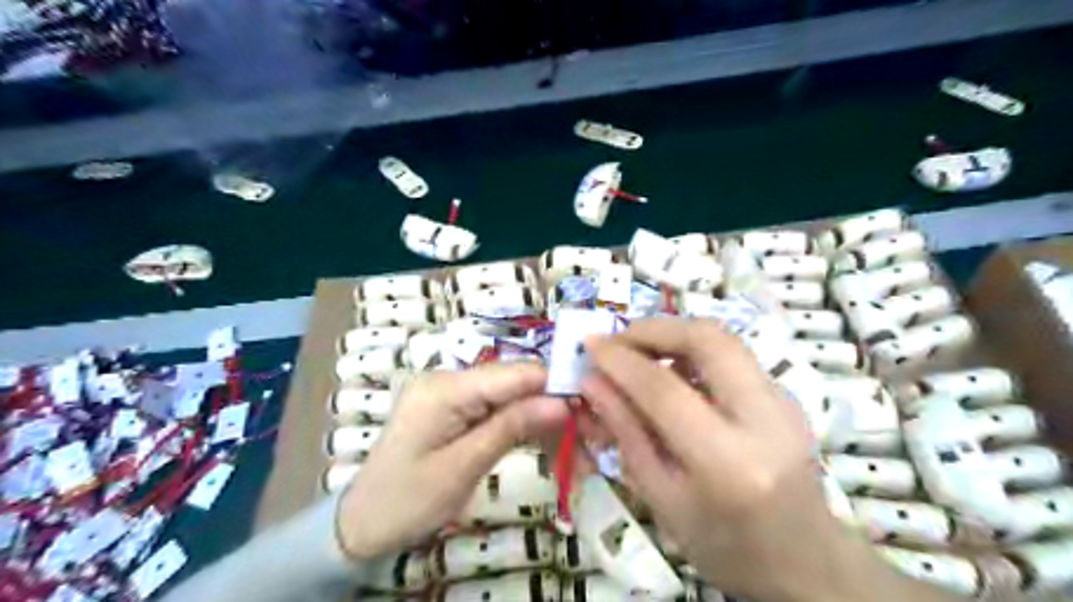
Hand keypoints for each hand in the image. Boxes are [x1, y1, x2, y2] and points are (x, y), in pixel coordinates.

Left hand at [333, 360, 568, 562]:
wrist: (362, 523)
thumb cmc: (406, 500)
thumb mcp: (463, 467)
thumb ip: (511, 428)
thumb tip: (562, 402)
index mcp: (446, 387)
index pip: (514, 373)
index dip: (556, 384)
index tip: (594, 407)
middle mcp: (450, 379)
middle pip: (516, 384)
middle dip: (555, 407)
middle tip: (591, 438)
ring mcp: (453, 394)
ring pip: (512, 398)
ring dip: (544, 421)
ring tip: (579, 449)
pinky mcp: (456, 410)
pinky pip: (498, 411)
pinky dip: (523, 428)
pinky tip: (549, 444)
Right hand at [586, 318, 869, 601]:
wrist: (805, 562)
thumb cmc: (724, 545)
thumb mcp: (662, 499)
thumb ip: (626, 433)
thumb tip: (592, 382)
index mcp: (728, 463)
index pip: (664, 390)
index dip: (620, 361)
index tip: (589, 345)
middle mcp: (765, 420)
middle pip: (709, 340)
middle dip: (655, 328)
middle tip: (619, 339)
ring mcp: (785, 402)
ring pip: (724, 339)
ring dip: (674, 335)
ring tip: (640, 354)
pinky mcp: (786, 394)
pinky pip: (732, 355)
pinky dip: (693, 351)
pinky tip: (672, 373)